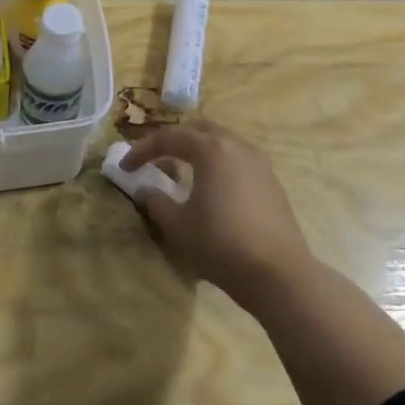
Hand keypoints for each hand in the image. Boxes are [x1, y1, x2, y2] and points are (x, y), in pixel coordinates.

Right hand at [122, 120, 312, 300]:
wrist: (278, 274)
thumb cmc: (221, 244)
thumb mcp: (178, 226)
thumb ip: (156, 202)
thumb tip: (145, 189)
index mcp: (211, 150)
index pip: (169, 138)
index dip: (142, 150)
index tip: (125, 167)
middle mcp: (236, 147)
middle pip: (199, 130)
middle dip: (173, 141)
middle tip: (155, 159)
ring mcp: (259, 163)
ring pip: (222, 142)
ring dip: (198, 150)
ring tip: (182, 171)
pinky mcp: (271, 181)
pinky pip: (238, 159)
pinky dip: (218, 163)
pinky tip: (212, 187)